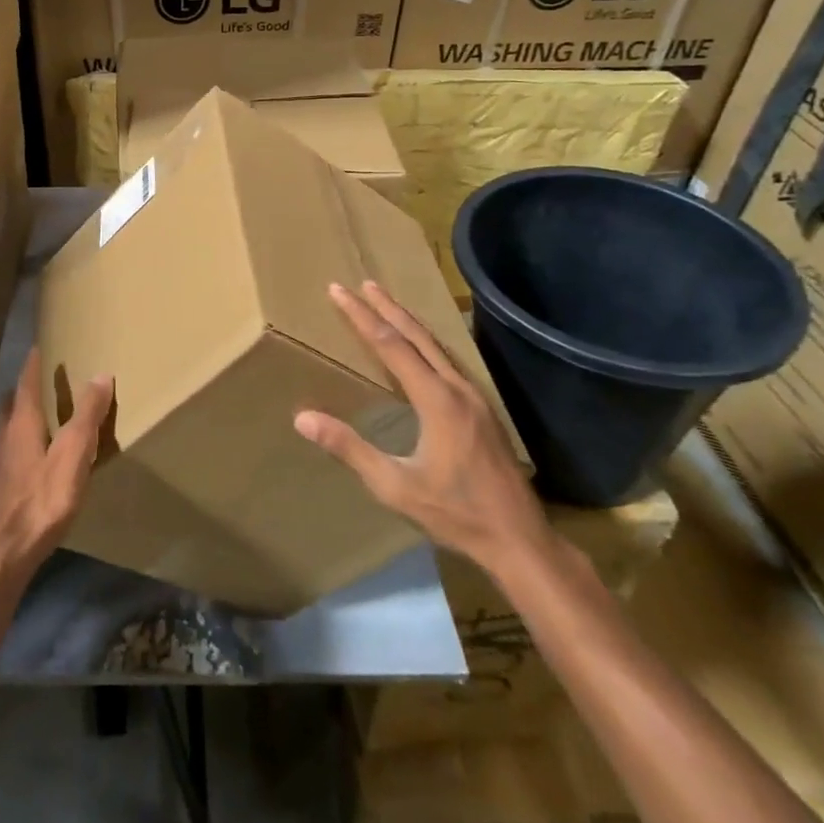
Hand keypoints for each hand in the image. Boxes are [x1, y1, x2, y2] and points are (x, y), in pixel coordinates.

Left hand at [0, 349, 112, 587]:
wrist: (3, 554)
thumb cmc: (41, 499)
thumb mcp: (73, 454)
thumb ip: (87, 415)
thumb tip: (101, 374)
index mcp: (21, 421)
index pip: (27, 381)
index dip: (35, 362)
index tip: (42, 345)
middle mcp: (4, 434)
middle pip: (13, 402)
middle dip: (26, 388)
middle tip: (46, 380)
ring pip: (8, 425)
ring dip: (22, 414)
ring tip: (43, 415)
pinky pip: (10, 448)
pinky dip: (22, 439)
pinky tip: (35, 456)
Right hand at [295, 281, 552, 578]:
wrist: (520, 539)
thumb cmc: (456, 513)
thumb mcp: (395, 486)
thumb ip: (350, 449)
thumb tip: (303, 418)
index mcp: (436, 399)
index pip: (390, 344)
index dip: (361, 315)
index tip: (338, 290)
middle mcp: (457, 387)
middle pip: (417, 335)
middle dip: (386, 306)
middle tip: (363, 282)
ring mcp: (474, 396)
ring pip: (436, 345)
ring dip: (408, 321)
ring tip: (386, 303)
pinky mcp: (482, 409)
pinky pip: (448, 360)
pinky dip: (425, 341)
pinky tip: (421, 348)